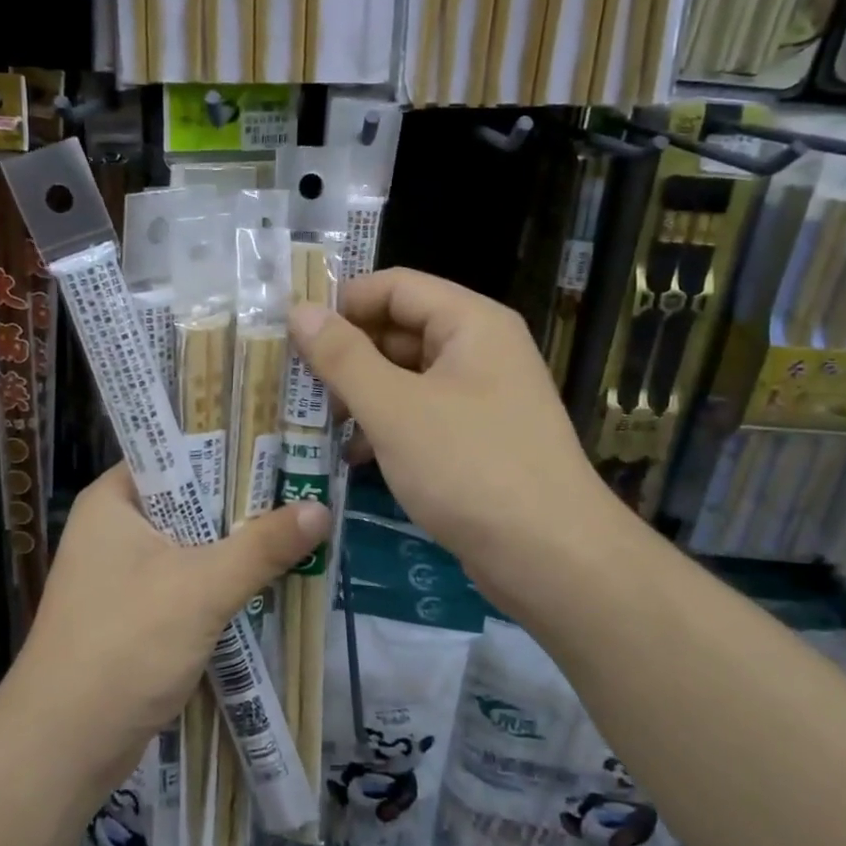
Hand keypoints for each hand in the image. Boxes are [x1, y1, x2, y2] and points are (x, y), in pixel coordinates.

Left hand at [5, 466, 328, 791]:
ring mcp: (122, 572)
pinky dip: (222, 582)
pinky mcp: (135, 612)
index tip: (284, 448)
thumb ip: (262, 546)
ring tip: (299, 530)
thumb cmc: (125, 645)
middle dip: (244, 504)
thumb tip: (321, 508)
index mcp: (114, 499)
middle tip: (305, 491)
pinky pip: (187, 581)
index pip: (178, 452)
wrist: (62, 748)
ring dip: (237, 546)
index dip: (231, 448)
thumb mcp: (202, 588)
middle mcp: (115, 526)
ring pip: (193, 544)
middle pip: (191, 499)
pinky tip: (268, 581)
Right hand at [287, 268, 615, 618]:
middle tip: (293, 382)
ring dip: (360, 394)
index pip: (394, 286)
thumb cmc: (470, 467)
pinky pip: (420, 414)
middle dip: (346, 354)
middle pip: (398, 330)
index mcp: (470, 322)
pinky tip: (352, 455)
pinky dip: (385, 426)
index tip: (292, 332)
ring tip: (314, 421)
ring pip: (405, 376)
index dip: (342, 302)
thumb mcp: (394, 408)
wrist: (553, 559)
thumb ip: (342, 356)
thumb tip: (299, 310)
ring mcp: (481, 396)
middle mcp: (479, 349)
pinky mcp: (477, 438)